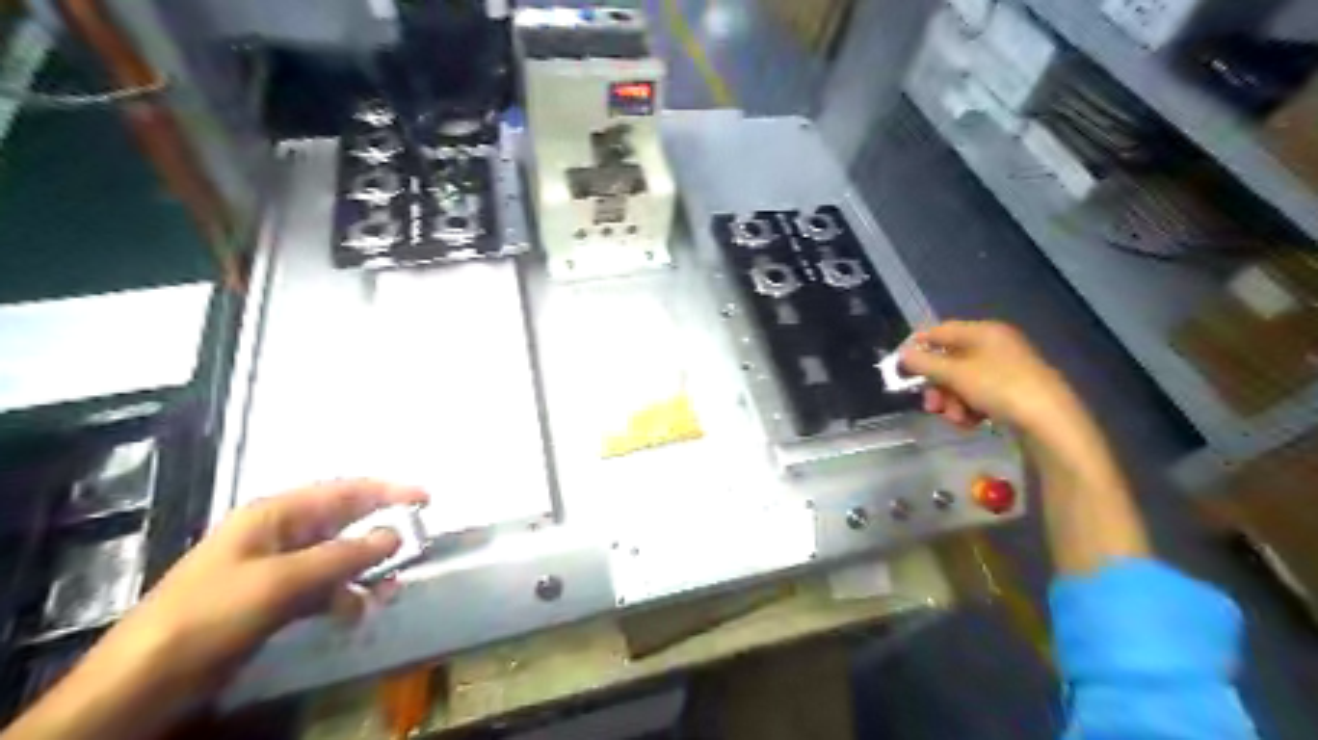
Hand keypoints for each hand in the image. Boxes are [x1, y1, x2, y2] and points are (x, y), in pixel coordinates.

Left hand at [2, 479, 426, 738]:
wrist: (143, 683)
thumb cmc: (210, 616)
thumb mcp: (282, 581)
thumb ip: (344, 555)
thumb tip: (396, 534)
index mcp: (275, 514)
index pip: (345, 491)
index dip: (388, 491)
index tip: (427, 500)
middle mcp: (279, 533)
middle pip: (344, 523)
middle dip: (380, 535)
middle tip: (414, 551)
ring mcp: (276, 567)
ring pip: (338, 557)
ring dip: (365, 571)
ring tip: (387, 592)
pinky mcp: (273, 598)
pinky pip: (323, 587)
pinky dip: (343, 596)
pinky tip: (353, 612)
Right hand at [901, 317, 1150, 572]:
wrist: (1051, 422)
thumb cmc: (1000, 388)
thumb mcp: (955, 374)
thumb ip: (924, 362)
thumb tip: (901, 355)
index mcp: (984, 331)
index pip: (940, 331)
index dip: (917, 347)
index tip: (899, 368)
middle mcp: (995, 345)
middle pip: (950, 360)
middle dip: (936, 384)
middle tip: (929, 404)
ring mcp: (1006, 369)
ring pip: (962, 381)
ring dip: (951, 400)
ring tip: (955, 418)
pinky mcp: (1013, 392)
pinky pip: (979, 395)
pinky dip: (969, 408)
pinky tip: (971, 423)